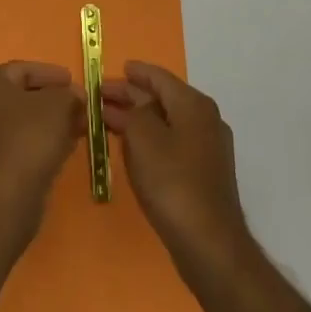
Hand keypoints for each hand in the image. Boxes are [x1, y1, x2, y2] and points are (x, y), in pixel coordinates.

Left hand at [0, 61, 82, 228]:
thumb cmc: (29, 135)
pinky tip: (67, 146)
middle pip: (23, 96)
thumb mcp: (58, 104)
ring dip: (52, 122)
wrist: (7, 193)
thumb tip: (76, 96)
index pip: (23, 69)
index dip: (51, 73)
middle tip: (80, 104)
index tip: (74, 80)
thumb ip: (69, 94)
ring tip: (79, 125)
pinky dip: (44, 141)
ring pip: (24, 122)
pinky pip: (22, 143)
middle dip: (54, 100)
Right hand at [101, 61, 249, 268]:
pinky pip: (172, 142)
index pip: (160, 77)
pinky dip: (150, 138)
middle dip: (131, 96)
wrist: (209, 243)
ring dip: (138, 118)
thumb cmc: (172, 182)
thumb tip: (130, 105)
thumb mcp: (143, 138)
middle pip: (163, 98)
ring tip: (109, 120)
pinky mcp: (204, 172)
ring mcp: (208, 148)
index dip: (135, 72)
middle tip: (101, 97)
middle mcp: (205, 120)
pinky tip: (131, 147)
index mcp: (193, 105)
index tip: (114, 69)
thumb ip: (132, 112)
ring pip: (167, 121)